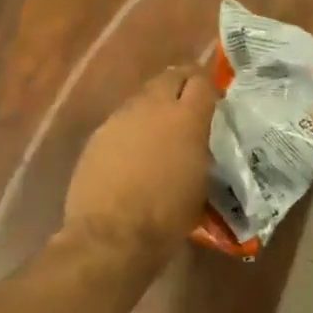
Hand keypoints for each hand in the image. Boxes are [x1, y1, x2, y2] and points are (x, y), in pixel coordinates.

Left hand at [61, 64, 216, 272]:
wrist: (111, 236)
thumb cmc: (167, 216)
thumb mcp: (201, 182)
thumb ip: (201, 150)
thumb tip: (198, 142)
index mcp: (187, 118)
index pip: (203, 81)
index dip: (210, 87)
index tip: (214, 101)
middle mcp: (153, 107)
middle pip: (171, 76)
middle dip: (182, 84)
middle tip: (188, 103)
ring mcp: (121, 117)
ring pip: (144, 96)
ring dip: (155, 106)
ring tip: (160, 130)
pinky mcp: (98, 134)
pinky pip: (122, 120)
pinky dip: (133, 127)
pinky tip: (133, 151)